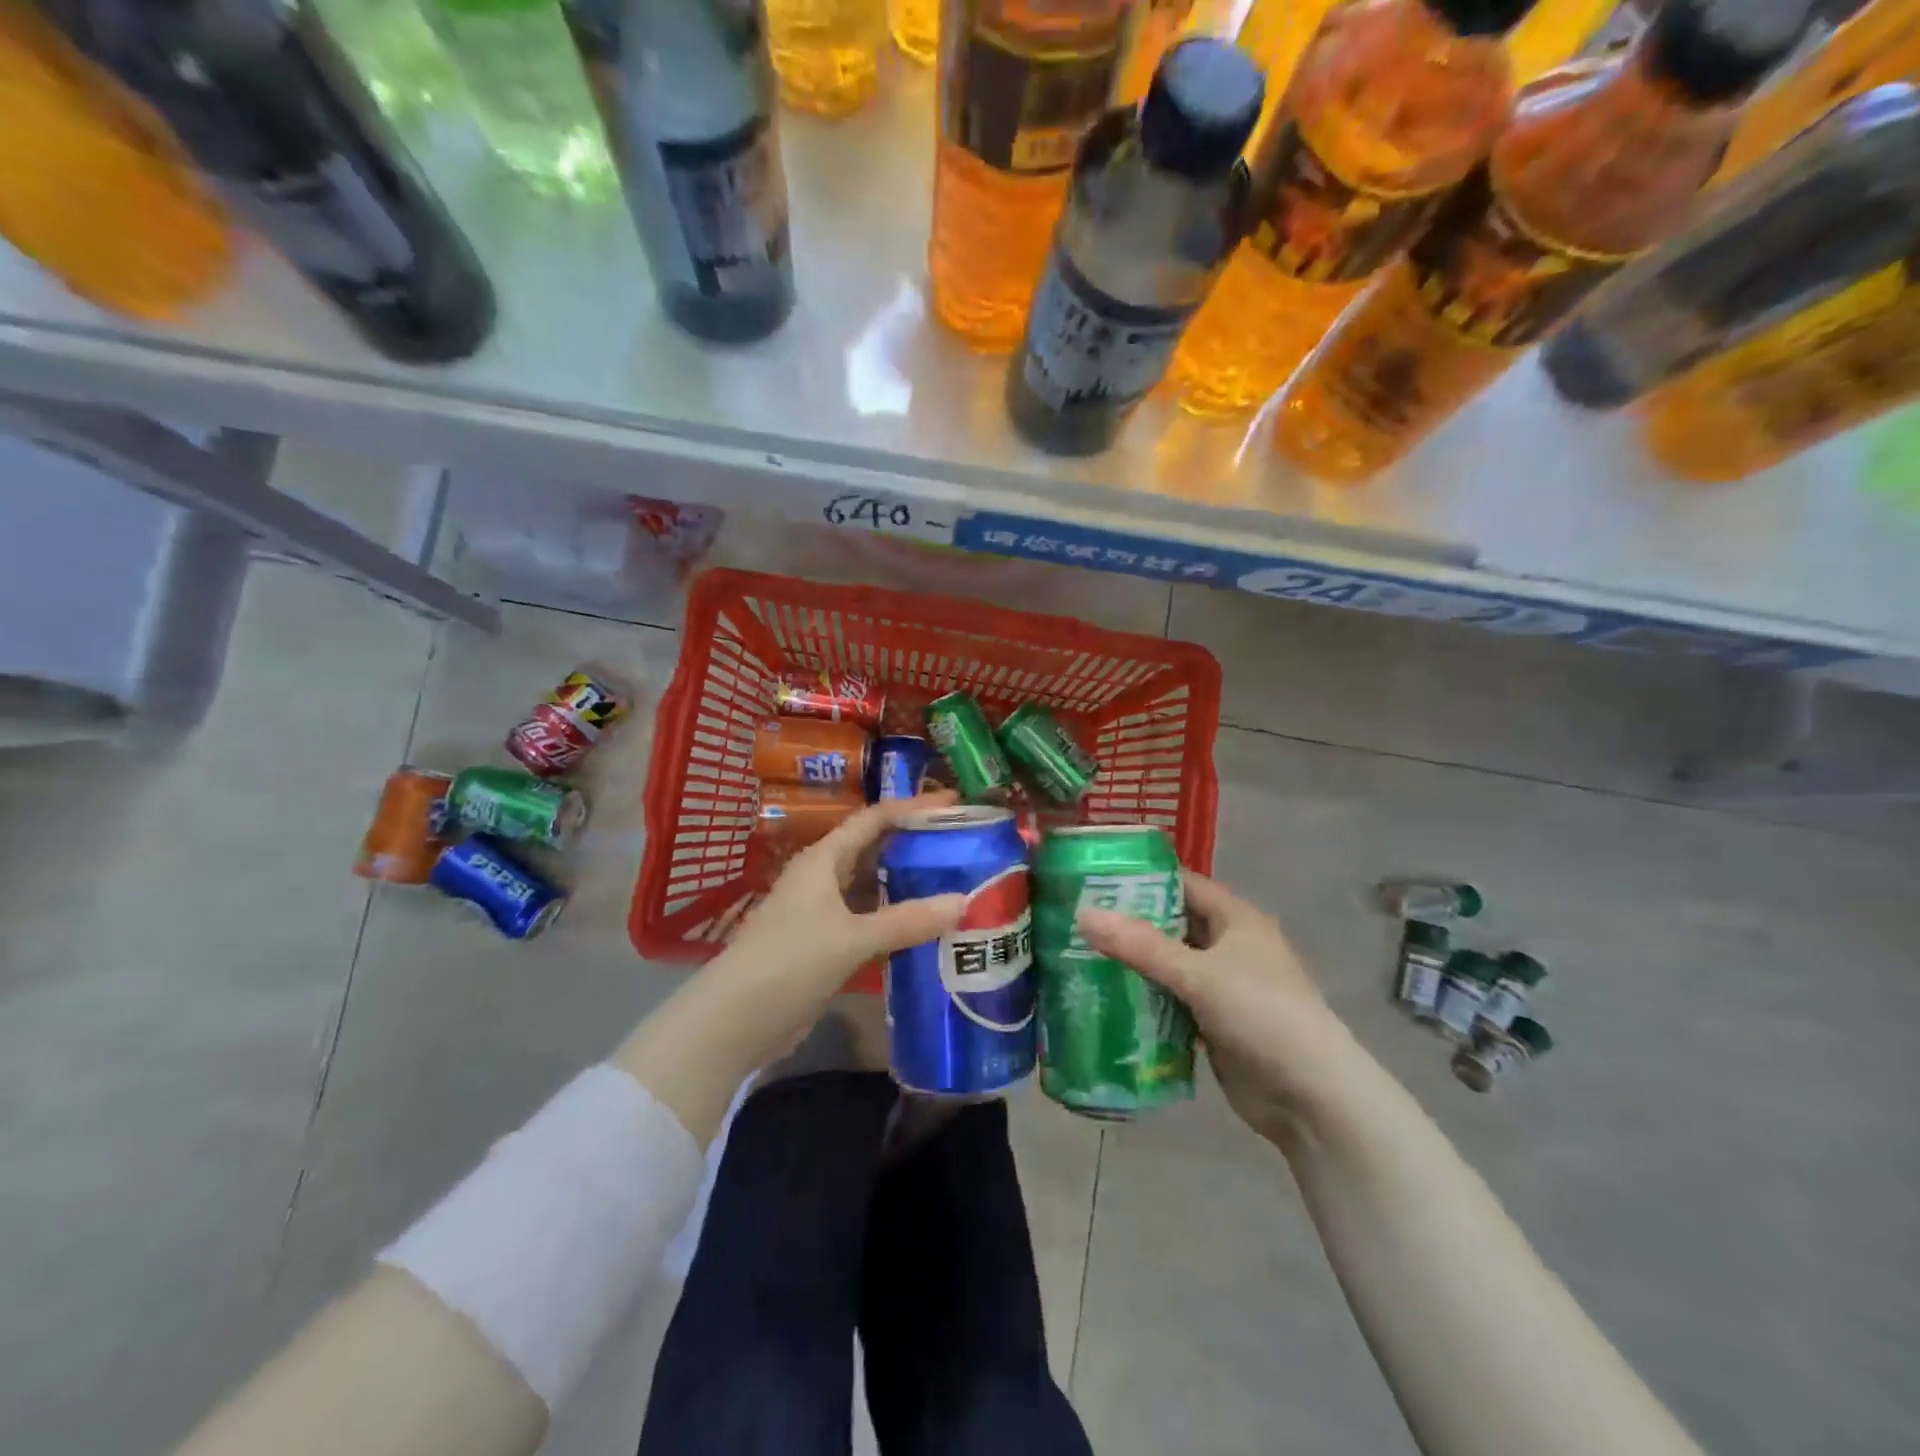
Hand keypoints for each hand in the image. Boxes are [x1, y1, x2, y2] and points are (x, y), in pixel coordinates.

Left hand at [715, 790, 967, 1054]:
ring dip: (907, 885)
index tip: (954, 804)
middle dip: (914, 845)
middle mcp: (822, 877)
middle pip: (874, 849)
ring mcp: (821, 912)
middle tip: (962, 846)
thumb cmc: (789, 964)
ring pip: (871, 888)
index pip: (874, 819)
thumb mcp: (851, 939)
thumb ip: (906, 921)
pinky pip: (868, 921)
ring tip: (954, 883)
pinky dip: (895, 921)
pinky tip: (926, 929)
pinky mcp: (823, 944)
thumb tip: (963, 901)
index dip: (913, 808)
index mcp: (823, 859)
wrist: (734, 1022)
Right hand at [1077, 872, 1355, 1142]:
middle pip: (1171, 924)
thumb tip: (1083, 915)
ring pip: (1168, 964)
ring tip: (1078, 955)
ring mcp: (1222, 986)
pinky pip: (1171, 1000)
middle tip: (1075, 918)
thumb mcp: (1199, 975)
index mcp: (1235, 919)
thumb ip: (1140, 946)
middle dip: (1128, 923)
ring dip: (1133, 963)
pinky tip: (1105, 998)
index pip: (1182, 883)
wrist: (1311, 1097)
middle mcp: (1229, 945)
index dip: (1141, 877)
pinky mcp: (1213, 1022)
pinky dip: (1144, 999)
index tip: (1093, 877)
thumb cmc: (1262, 1015)